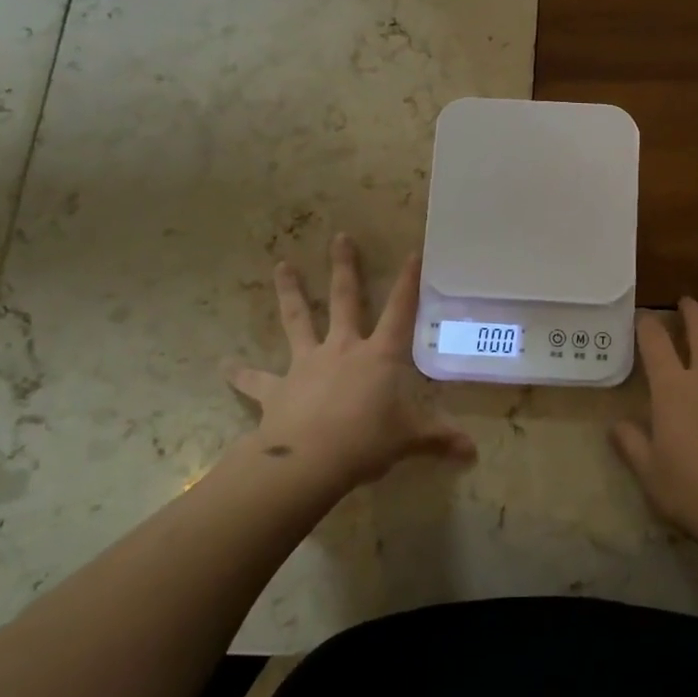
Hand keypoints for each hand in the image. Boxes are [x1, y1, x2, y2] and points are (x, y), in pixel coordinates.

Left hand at [226, 234, 475, 490]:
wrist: (309, 460)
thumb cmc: (367, 440)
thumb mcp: (410, 439)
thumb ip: (439, 439)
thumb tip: (473, 453)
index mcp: (379, 355)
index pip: (400, 310)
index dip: (408, 282)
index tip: (412, 252)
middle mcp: (342, 348)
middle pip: (344, 299)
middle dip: (344, 267)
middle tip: (340, 237)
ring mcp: (306, 364)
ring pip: (298, 320)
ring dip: (290, 293)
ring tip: (280, 266)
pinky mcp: (277, 389)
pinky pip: (255, 380)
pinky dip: (240, 374)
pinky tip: (224, 366)